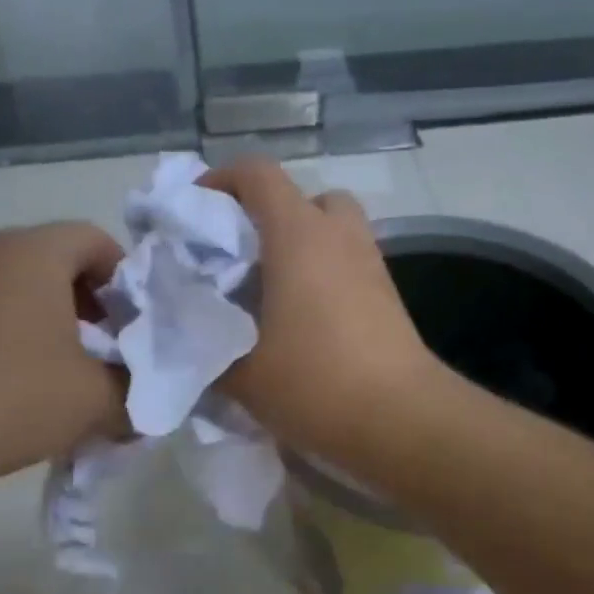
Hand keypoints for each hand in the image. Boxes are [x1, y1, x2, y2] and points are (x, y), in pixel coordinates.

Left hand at [0, 222, 126, 496]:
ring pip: (20, 295)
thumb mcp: (95, 400)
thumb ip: (135, 395)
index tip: (136, 328)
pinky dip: (15, 345)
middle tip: (111, 357)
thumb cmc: (9, 395)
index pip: (96, 239)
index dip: (128, 281)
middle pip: (58, 266)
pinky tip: (22, 395)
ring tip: (69, 382)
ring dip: (55, 330)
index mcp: (33, 252)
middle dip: (94, 310)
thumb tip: (144, 405)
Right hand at [201, 158, 446, 466]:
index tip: (196, 210)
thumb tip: (192, 338)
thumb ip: (207, 347)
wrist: (401, 419)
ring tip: (272, 292)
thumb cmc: (314, 383)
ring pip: (334, 232)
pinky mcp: (389, 297)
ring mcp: (371, 265)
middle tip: (243, 257)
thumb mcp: (241, 373)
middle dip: (271, 216)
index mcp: (298, 235)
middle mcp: (339, 237)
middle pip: (306, 197)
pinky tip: (304, 321)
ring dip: (302, 247)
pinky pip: (349, 265)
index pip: (258, 174)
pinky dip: (325, 276)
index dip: (221, 179)